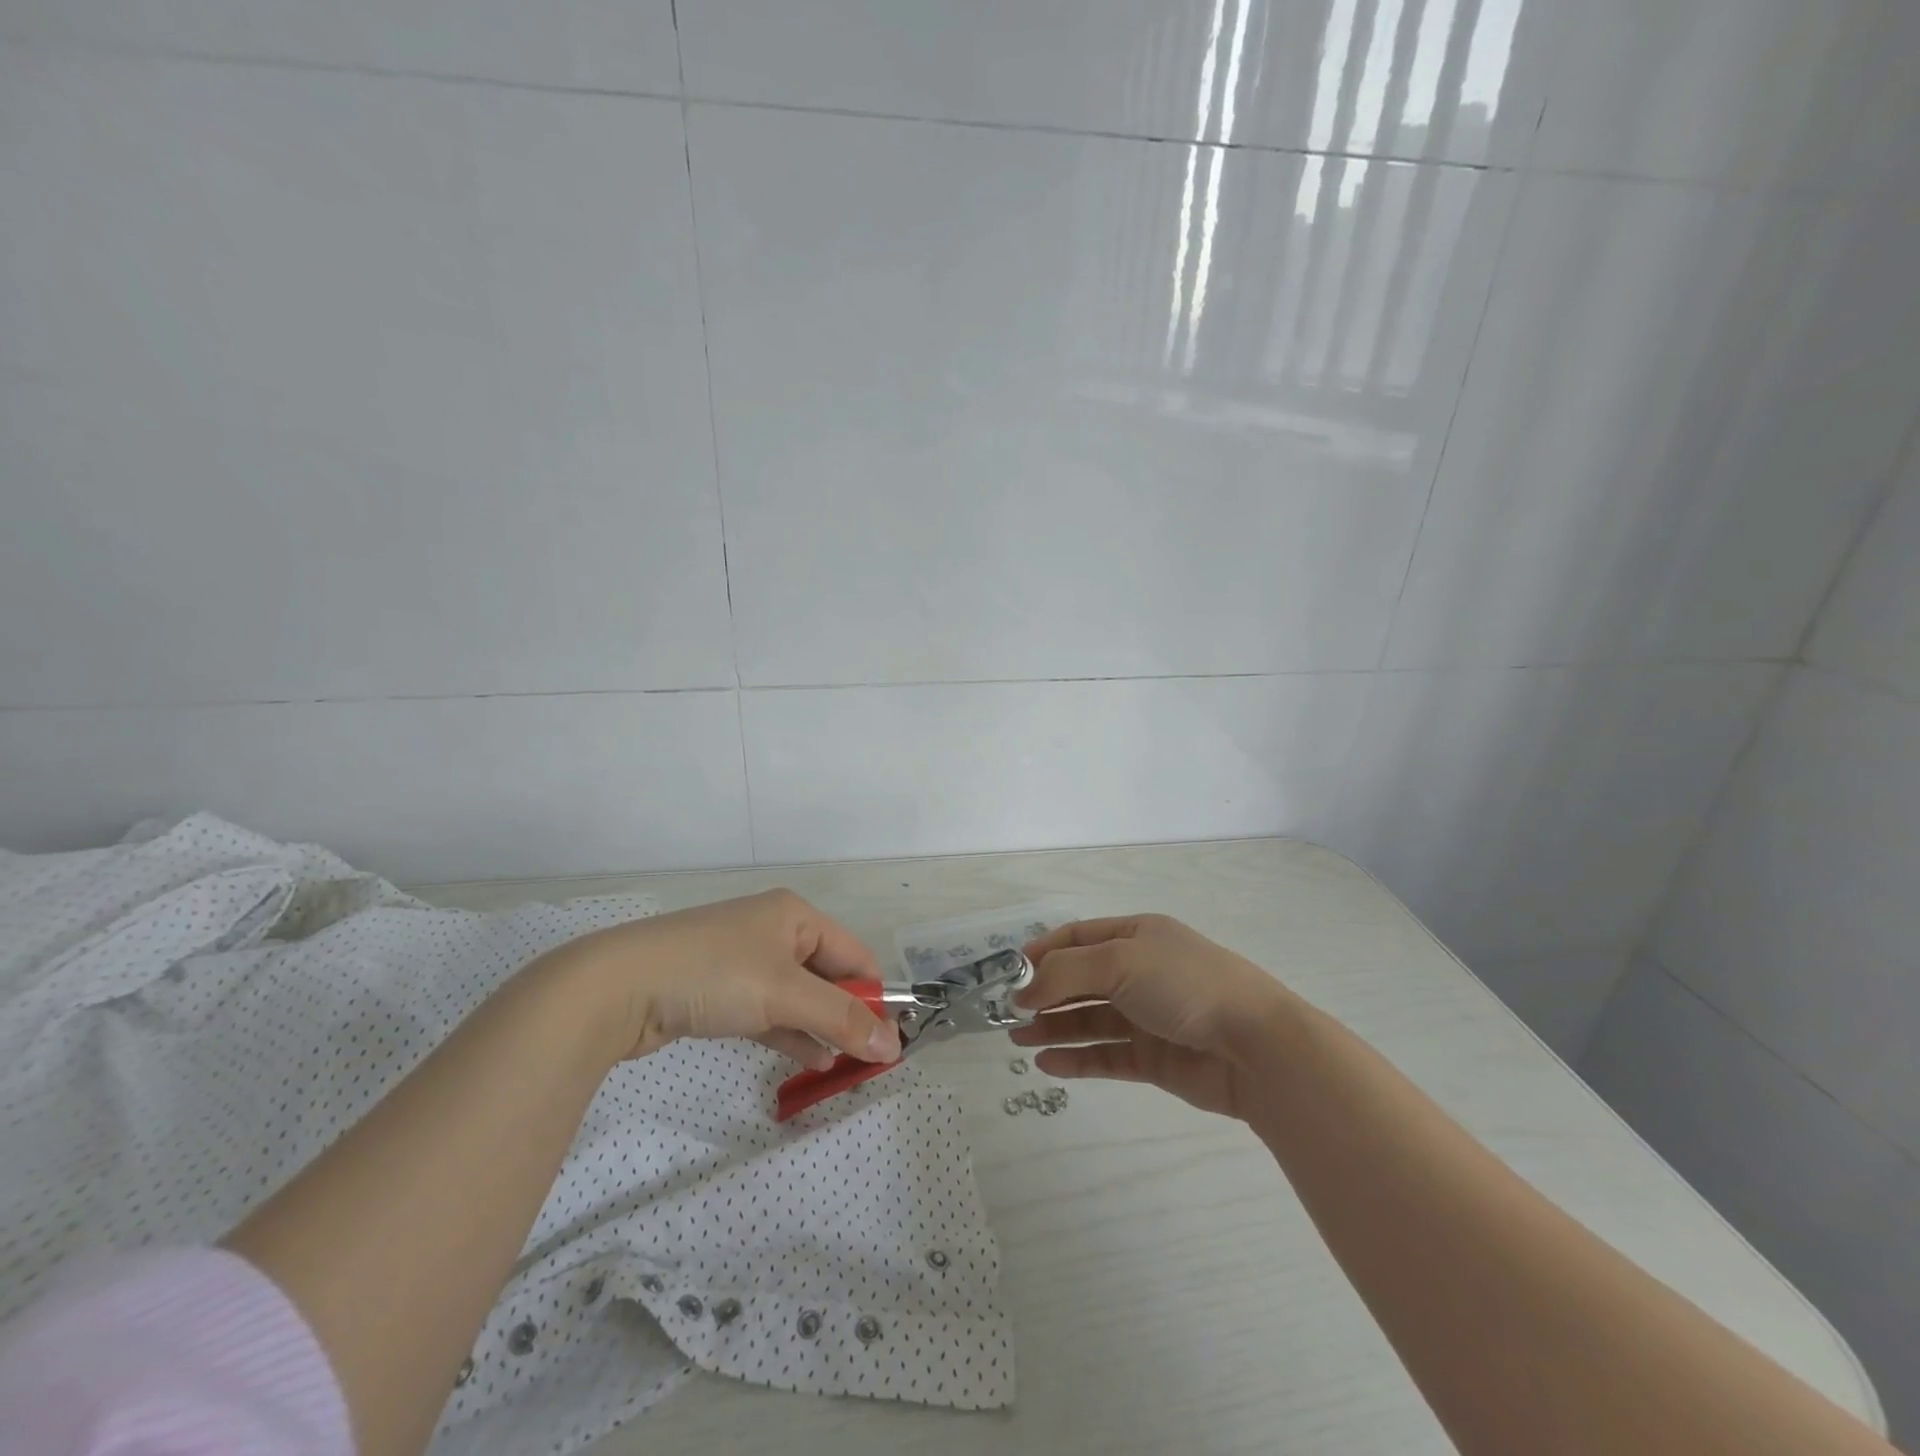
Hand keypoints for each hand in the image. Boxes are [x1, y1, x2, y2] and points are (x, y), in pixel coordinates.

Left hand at [533, 890, 901, 1069]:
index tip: (889, 1042)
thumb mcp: (785, 993)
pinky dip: (790, 1033)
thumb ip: (841, 1018)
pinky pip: (770, 1011)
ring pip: (798, 997)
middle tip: (866, 1062)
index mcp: (796, 916)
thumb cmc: (714, 974)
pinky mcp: (721, 991)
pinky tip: (810, 1061)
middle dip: (847, 1017)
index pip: (854, 955)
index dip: (874, 997)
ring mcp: (744, 962)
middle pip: (828, 976)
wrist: (618, 987)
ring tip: (841, 1070)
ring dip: (820, 1029)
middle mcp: (774, 932)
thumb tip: (893, 1045)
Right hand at [1010, 914, 1295, 1119]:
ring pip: (1088, 1019)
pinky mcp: (1153, 1058)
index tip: (1009, 973)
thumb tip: (1023, 990)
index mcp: (1136, 936)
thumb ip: (1065, 973)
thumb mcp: (1120, 962)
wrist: (1256, 1047)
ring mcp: (1146, 1016)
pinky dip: (1076, 1058)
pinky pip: (1105, 1055)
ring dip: (1053, 1027)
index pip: (1078, 937)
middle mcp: (1139, 972)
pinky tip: (1047, 1063)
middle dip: (1044, 994)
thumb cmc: (1184, 985)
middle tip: (1007, 1013)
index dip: (1042, 952)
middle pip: (1080, 979)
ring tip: (1018, 1040)